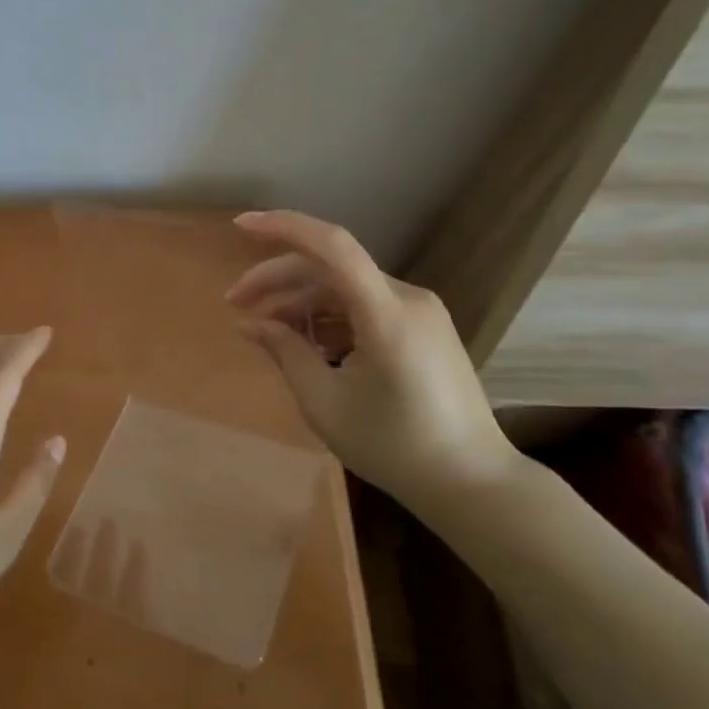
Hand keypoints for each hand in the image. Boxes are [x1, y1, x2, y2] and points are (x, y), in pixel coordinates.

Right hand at [225, 210, 517, 511]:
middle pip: (330, 267)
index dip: (283, 226)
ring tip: (265, 331)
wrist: (472, 482)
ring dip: (301, 301)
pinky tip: (304, 343)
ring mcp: (419, 311)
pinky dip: (328, 316)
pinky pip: (365, 305)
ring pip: (345, 286)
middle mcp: (407, 298)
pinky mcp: (422, 327)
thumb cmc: (395, 448)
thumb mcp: (325, 404)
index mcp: (386, 314)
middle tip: (235, 305)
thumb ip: (285, 353)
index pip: (332, 246)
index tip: (239, 227)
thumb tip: (251, 324)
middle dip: (277, 280)